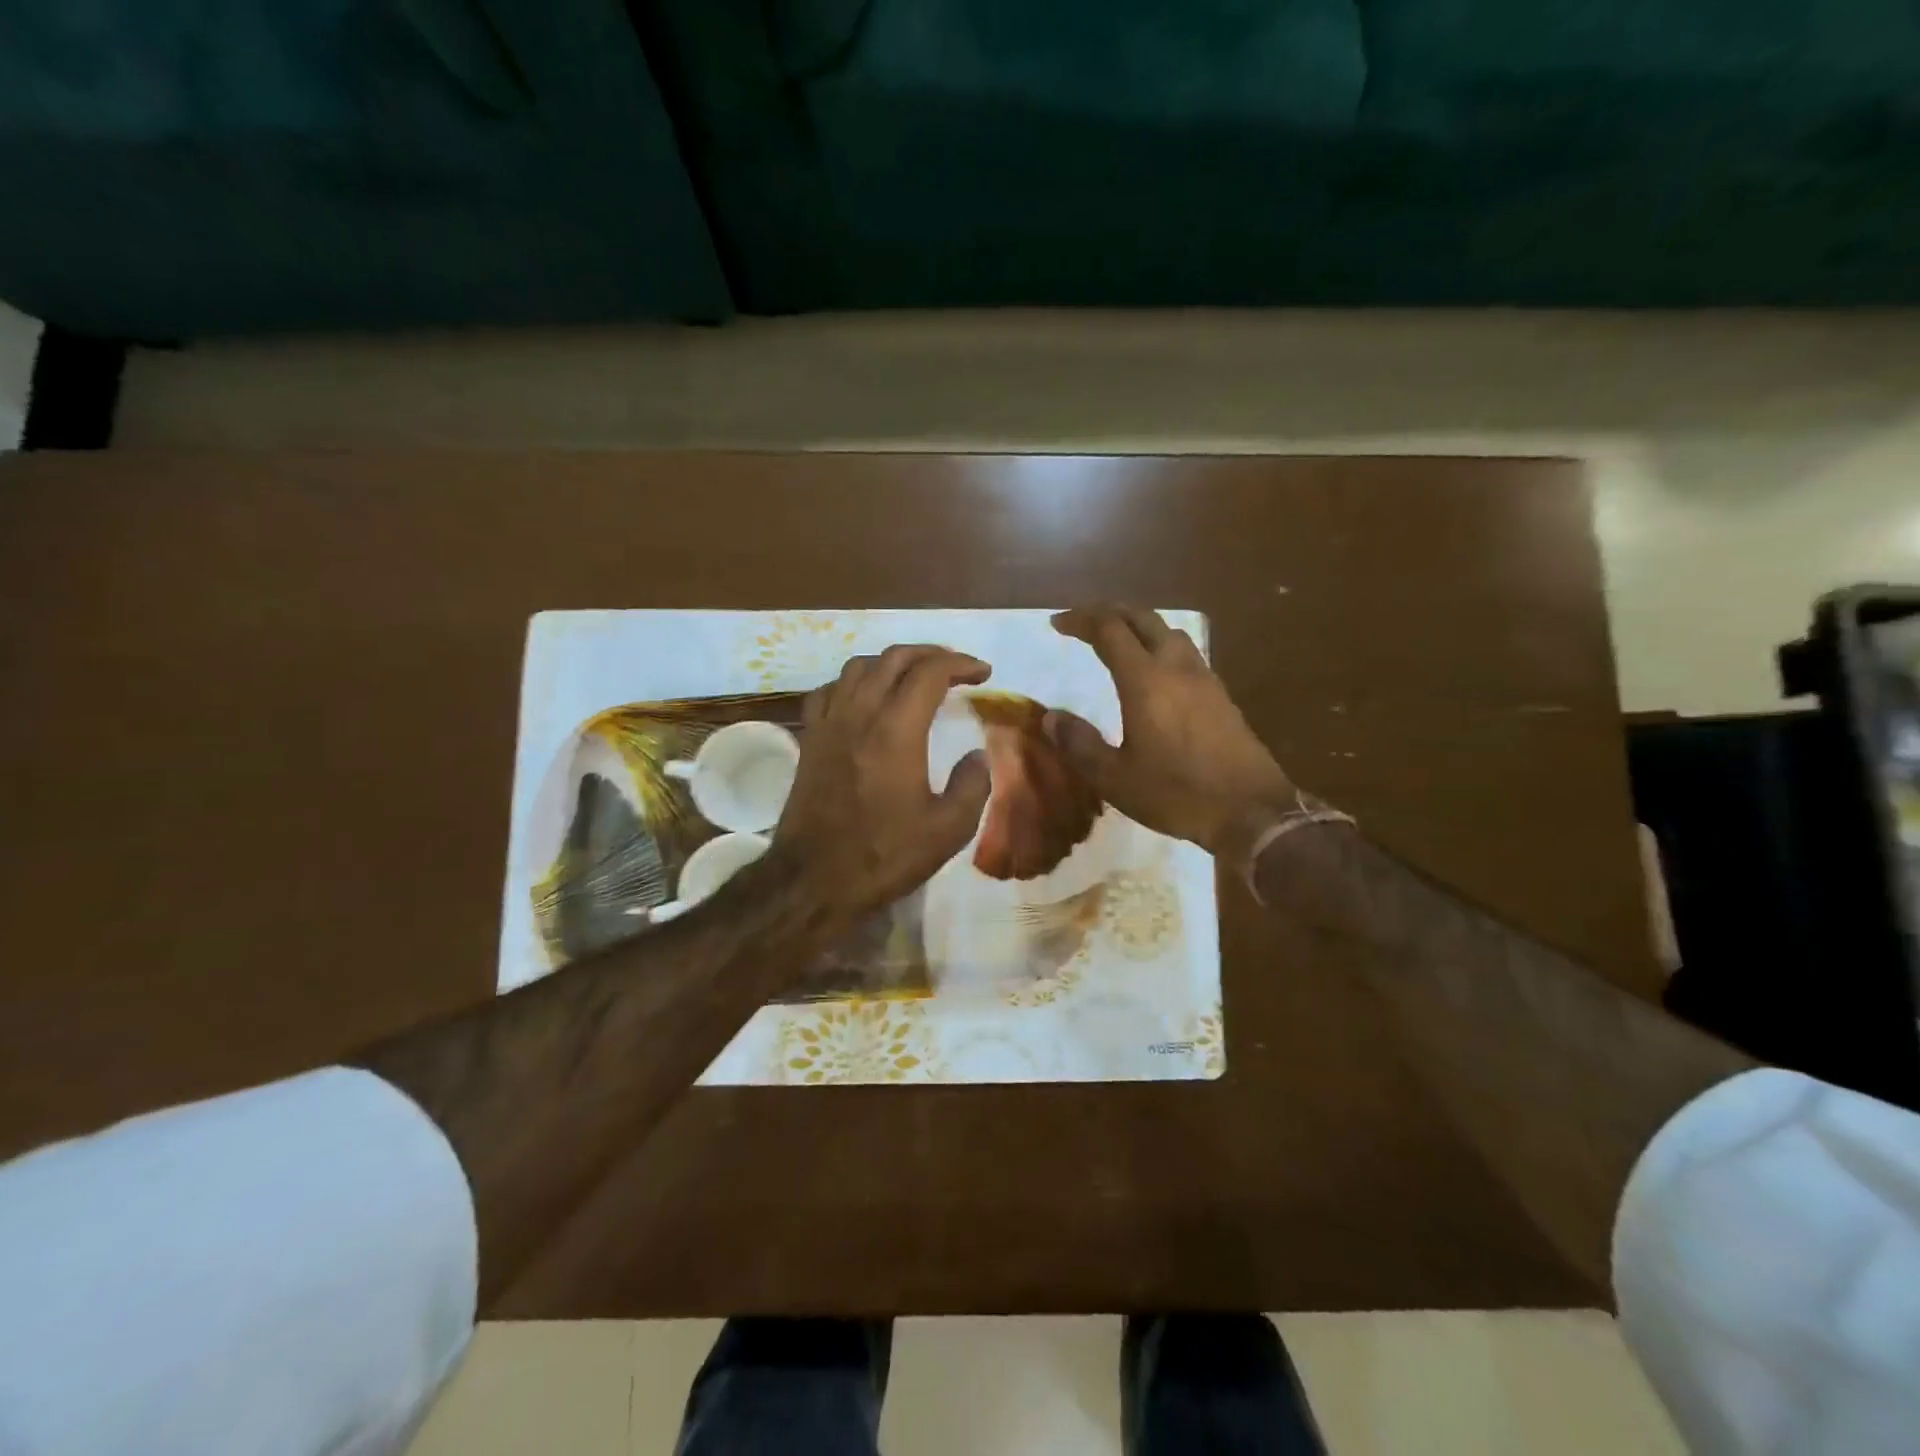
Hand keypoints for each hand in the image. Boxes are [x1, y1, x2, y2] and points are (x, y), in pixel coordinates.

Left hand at [772, 645, 992, 921]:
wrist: (813, 880)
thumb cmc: (884, 855)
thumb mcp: (948, 830)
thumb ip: (973, 785)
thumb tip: (977, 755)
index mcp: (896, 729)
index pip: (930, 672)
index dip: (961, 664)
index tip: (983, 673)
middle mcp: (860, 713)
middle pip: (894, 658)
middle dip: (931, 654)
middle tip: (956, 668)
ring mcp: (829, 723)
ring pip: (859, 666)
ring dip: (892, 662)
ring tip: (914, 677)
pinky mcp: (810, 739)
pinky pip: (829, 690)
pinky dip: (853, 682)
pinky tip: (864, 699)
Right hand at [1046, 605, 1294, 862]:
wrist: (1252, 810)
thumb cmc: (1177, 793)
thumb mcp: (1115, 778)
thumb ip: (1080, 744)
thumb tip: (1050, 718)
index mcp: (1145, 680)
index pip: (1109, 630)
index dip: (1081, 620)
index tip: (1058, 624)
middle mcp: (1176, 667)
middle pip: (1143, 618)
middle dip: (1110, 612)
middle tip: (1085, 622)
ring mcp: (1204, 679)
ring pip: (1169, 631)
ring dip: (1140, 626)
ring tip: (1119, 641)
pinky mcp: (1221, 696)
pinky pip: (1186, 653)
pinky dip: (1161, 646)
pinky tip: (1156, 672)